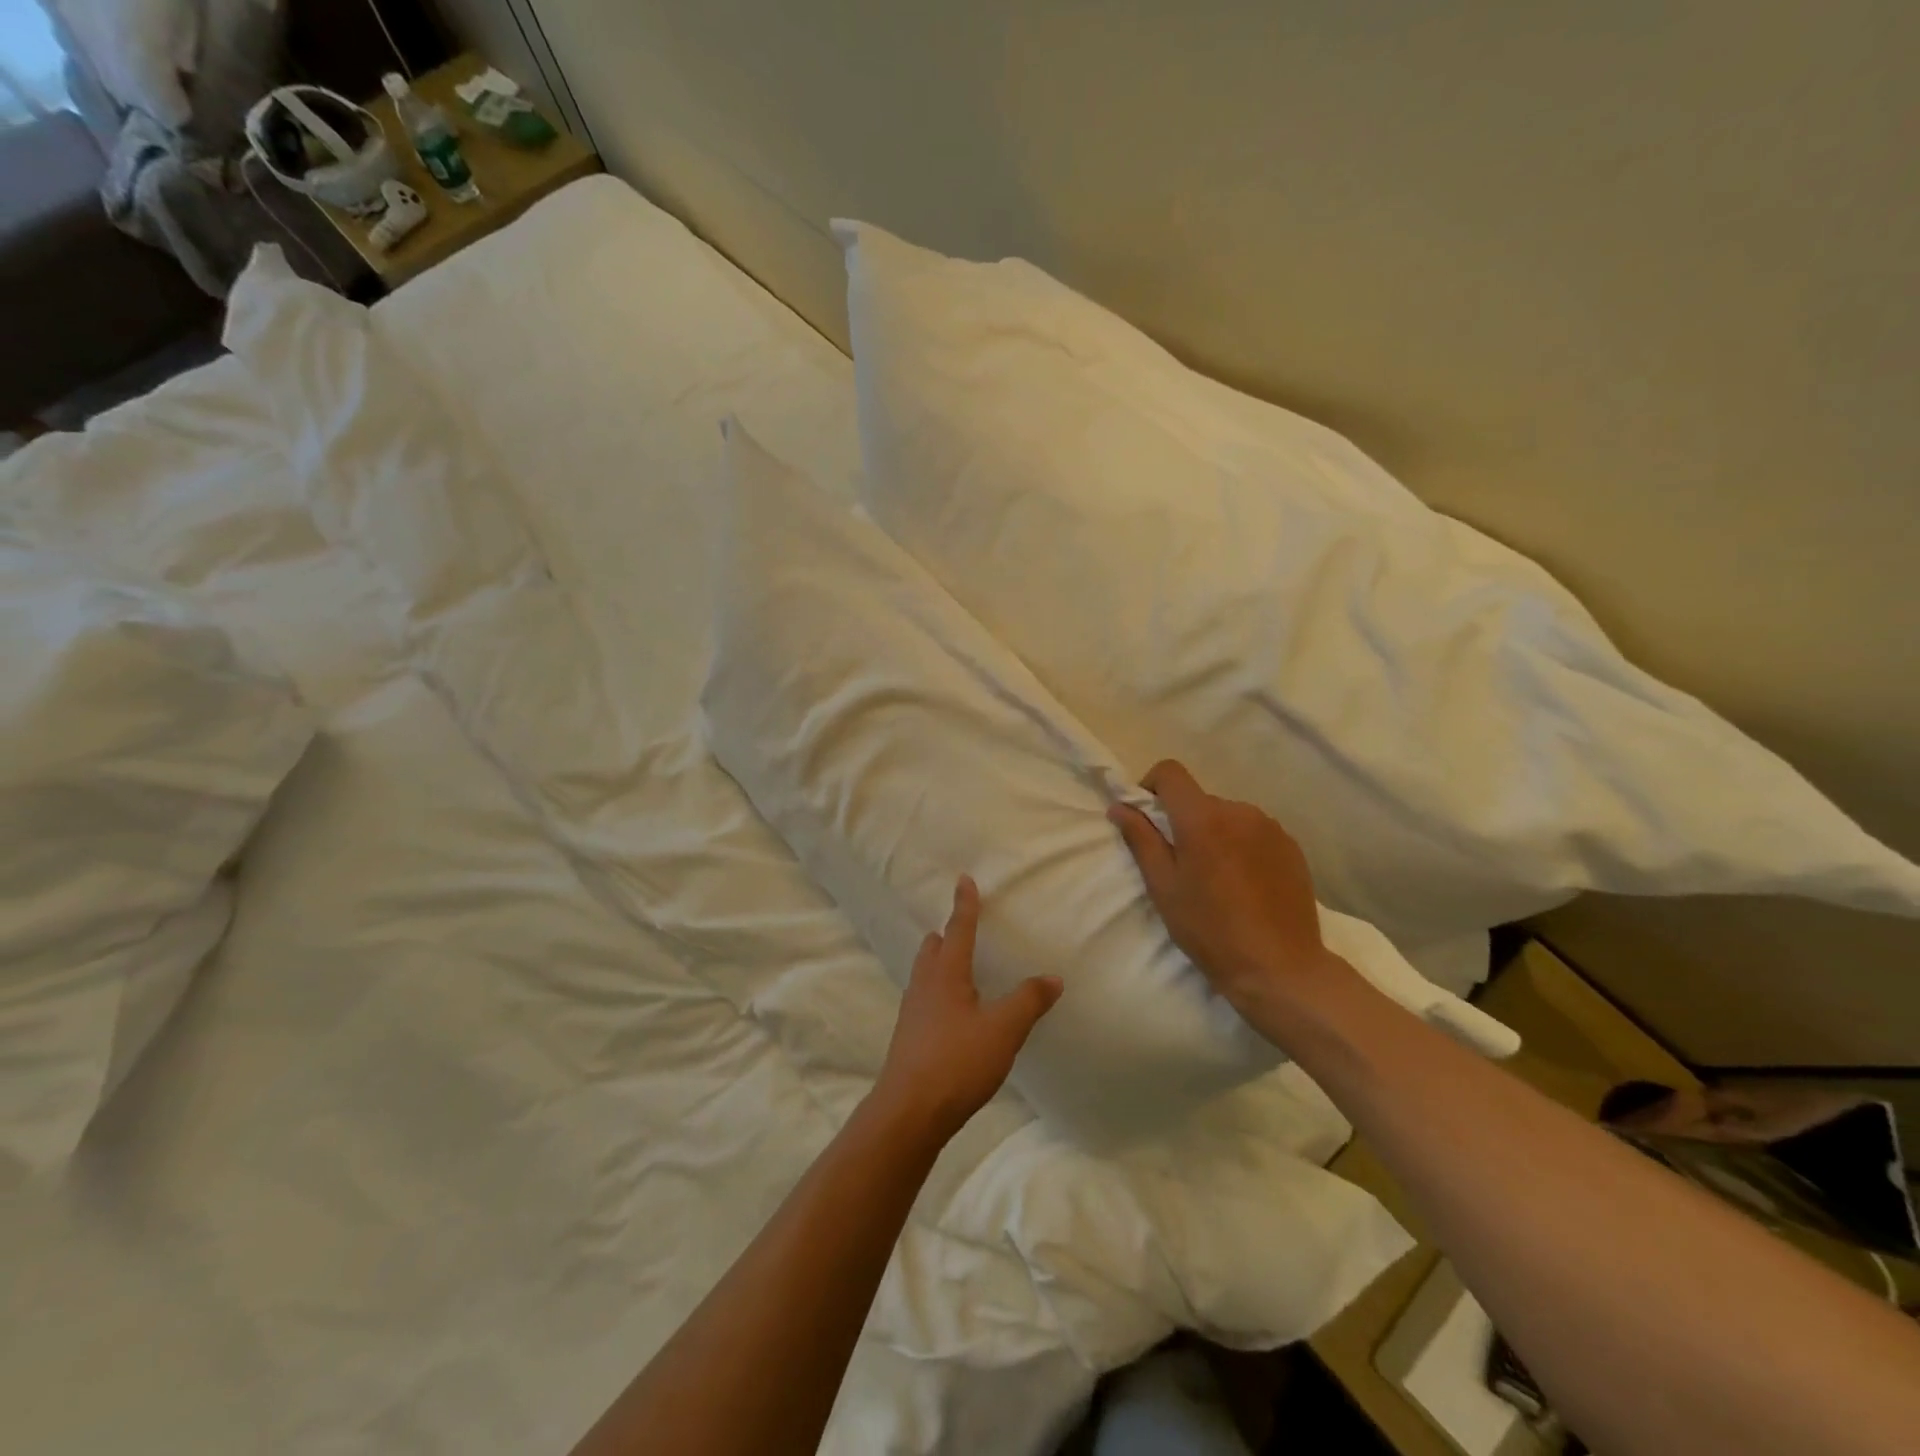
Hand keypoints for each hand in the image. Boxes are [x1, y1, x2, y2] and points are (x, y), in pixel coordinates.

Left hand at [874, 876, 1063, 1143]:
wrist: (908, 1111)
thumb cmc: (957, 1062)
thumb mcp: (1003, 1030)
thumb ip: (1028, 1002)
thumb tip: (1053, 978)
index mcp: (946, 973)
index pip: (959, 928)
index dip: (964, 904)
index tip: (963, 879)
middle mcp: (925, 984)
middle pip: (933, 947)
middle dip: (947, 934)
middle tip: (963, 927)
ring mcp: (912, 1011)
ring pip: (925, 972)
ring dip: (940, 961)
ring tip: (959, 966)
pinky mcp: (909, 1036)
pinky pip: (924, 998)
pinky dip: (938, 990)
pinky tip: (952, 1011)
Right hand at [1107, 760, 1341, 1042]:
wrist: (1279, 967)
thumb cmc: (1210, 929)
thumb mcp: (1163, 887)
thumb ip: (1141, 839)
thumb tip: (1120, 806)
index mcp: (1202, 818)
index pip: (1171, 772)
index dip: (1152, 786)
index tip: (1148, 818)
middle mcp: (1239, 811)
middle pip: (1200, 800)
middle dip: (1184, 821)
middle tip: (1182, 865)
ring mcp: (1270, 827)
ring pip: (1229, 816)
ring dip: (1216, 834)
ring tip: (1217, 878)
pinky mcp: (1291, 846)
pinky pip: (1255, 832)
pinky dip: (1242, 846)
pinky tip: (1245, 885)